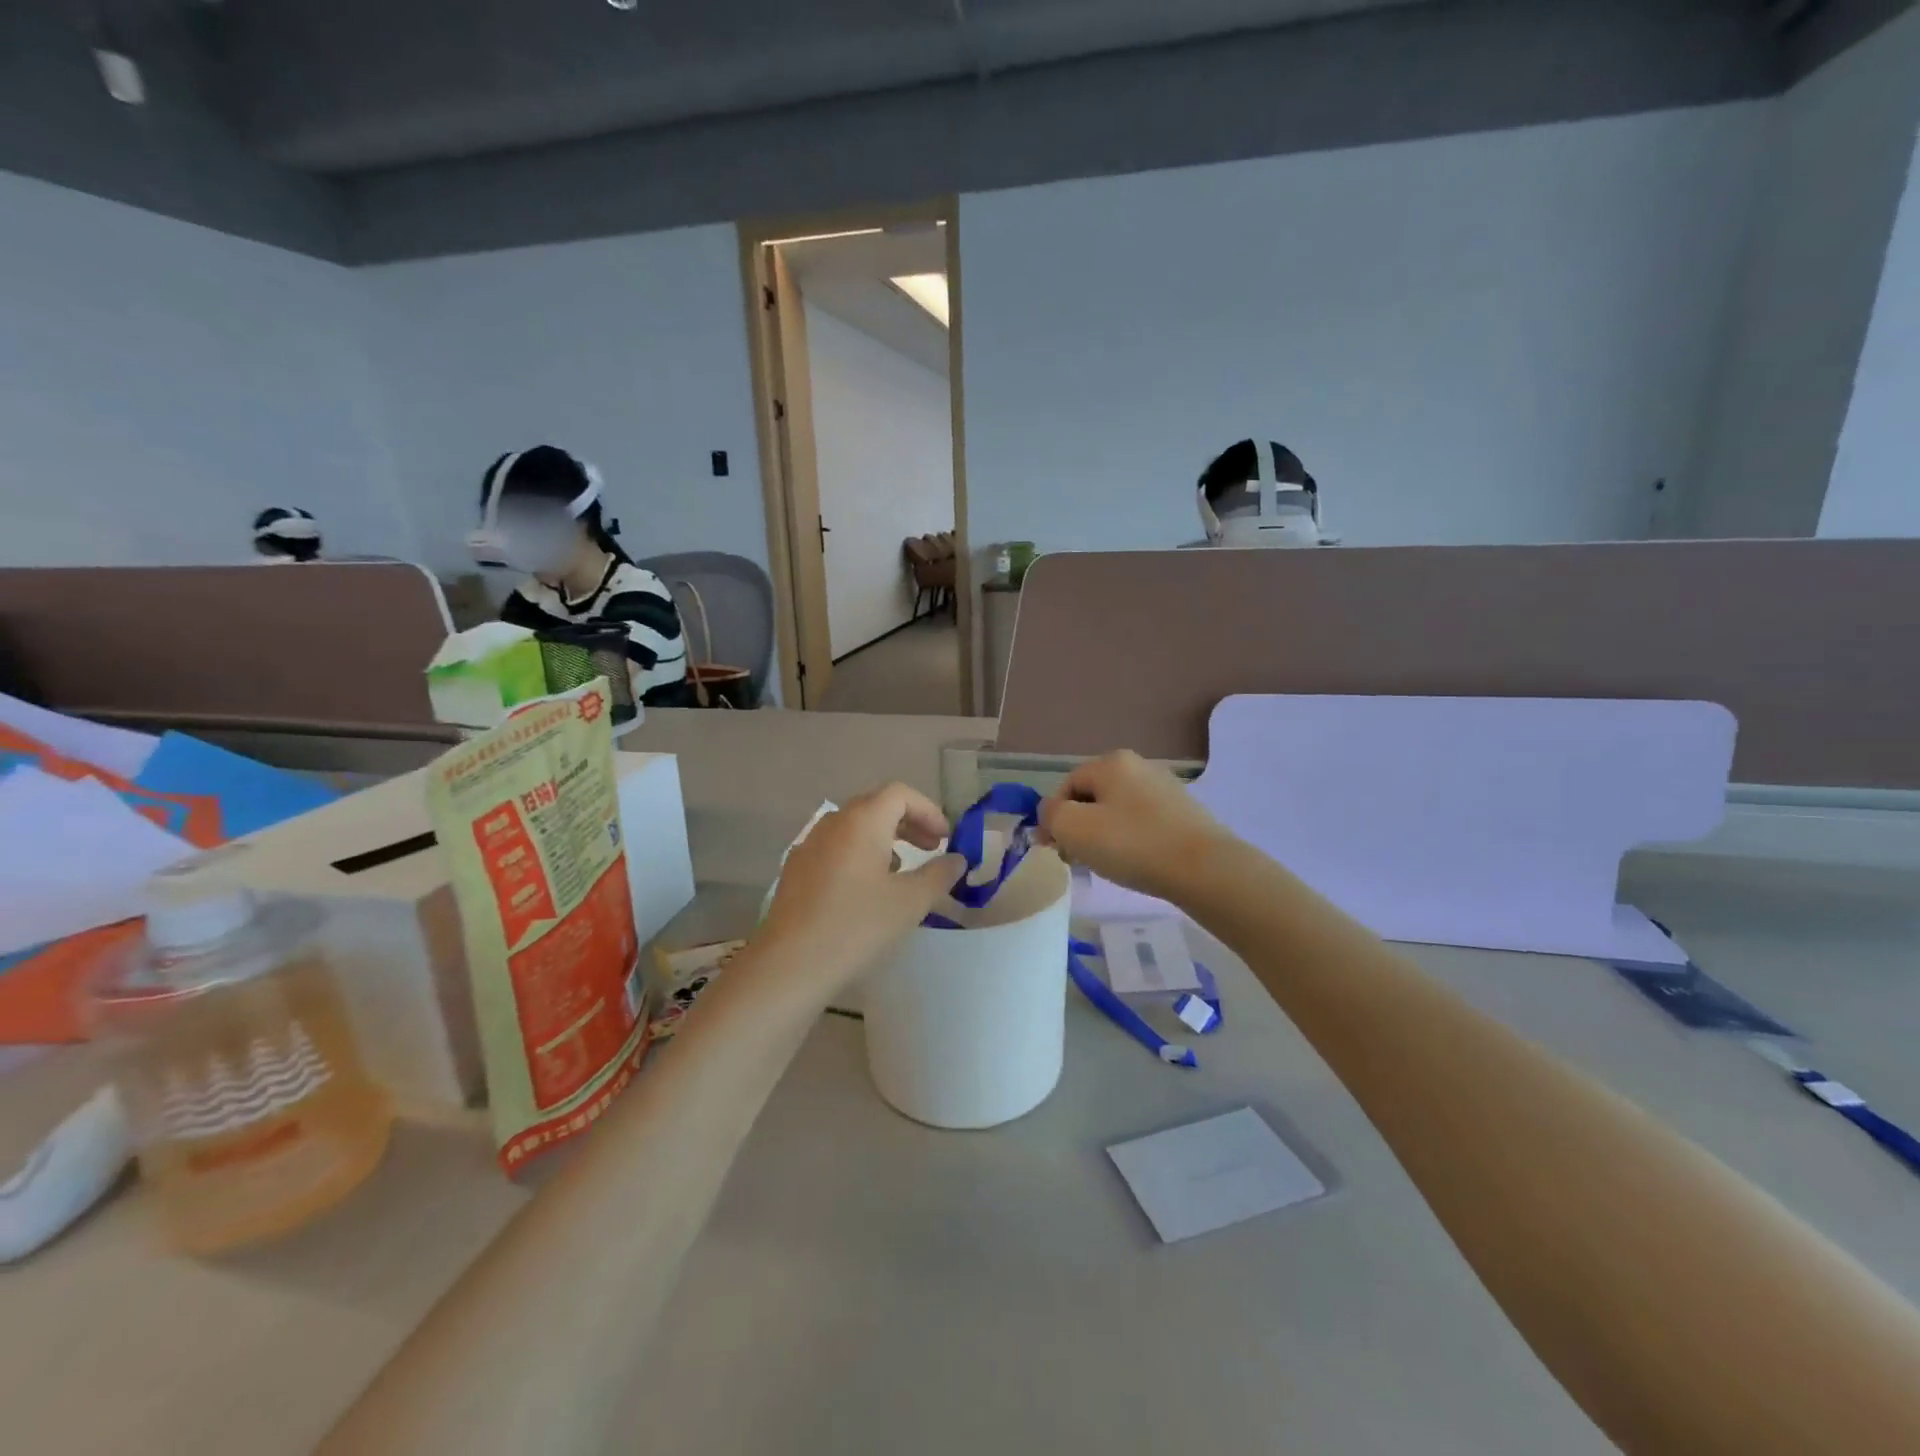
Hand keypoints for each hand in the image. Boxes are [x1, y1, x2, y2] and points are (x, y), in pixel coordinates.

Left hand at [757, 784, 962, 999]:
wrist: (790, 965)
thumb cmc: (857, 926)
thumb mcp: (910, 902)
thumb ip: (939, 874)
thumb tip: (957, 859)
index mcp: (862, 821)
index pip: (900, 794)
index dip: (928, 810)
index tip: (945, 838)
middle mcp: (832, 823)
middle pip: (875, 806)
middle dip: (908, 823)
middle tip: (930, 848)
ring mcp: (808, 846)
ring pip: (853, 828)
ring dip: (883, 839)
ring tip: (900, 871)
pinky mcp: (795, 871)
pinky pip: (834, 848)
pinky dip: (858, 855)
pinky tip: (865, 890)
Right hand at [1038, 750, 1231, 901]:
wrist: (1204, 869)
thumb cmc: (1132, 844)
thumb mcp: (1074, 829)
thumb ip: (1050, 815)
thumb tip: (1051, 811)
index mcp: (1111, 762)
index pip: (1066, 785)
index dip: (1052, 817)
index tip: (1052, 849)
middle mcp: (1139, 766)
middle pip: (1092, 796)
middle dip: (1077, 826)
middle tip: (1075, 859)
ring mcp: (1165, 788)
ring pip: (1117, 810)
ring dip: (1102, 835)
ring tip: (1104, 864)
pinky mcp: (1183, 812)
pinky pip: (1142, 822)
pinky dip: (1130, 840)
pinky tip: (1134, 862)